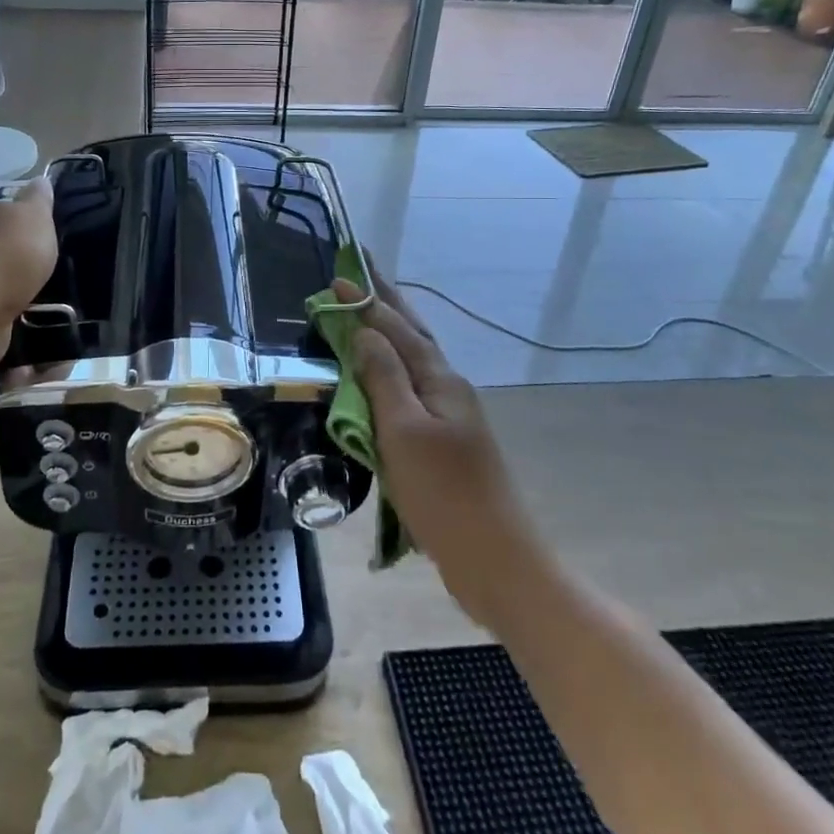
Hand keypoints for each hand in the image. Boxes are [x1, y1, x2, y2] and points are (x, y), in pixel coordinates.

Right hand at [334, 264, 535, 628]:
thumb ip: (383, 378)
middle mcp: (447, 388)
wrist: (495, 560)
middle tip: (360, 273)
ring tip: (366, 313)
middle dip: (385, 303)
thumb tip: (365, 331)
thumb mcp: (404, 432)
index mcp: (439, 380)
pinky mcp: (443, 442)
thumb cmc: (444, 494)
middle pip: (413, 334)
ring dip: (389, 332)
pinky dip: (391, 370)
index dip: (366, 302)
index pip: (397, 328)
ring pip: (413, 361)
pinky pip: (410, 389)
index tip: (338, 277)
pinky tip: (380, 376)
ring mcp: (449, 415)